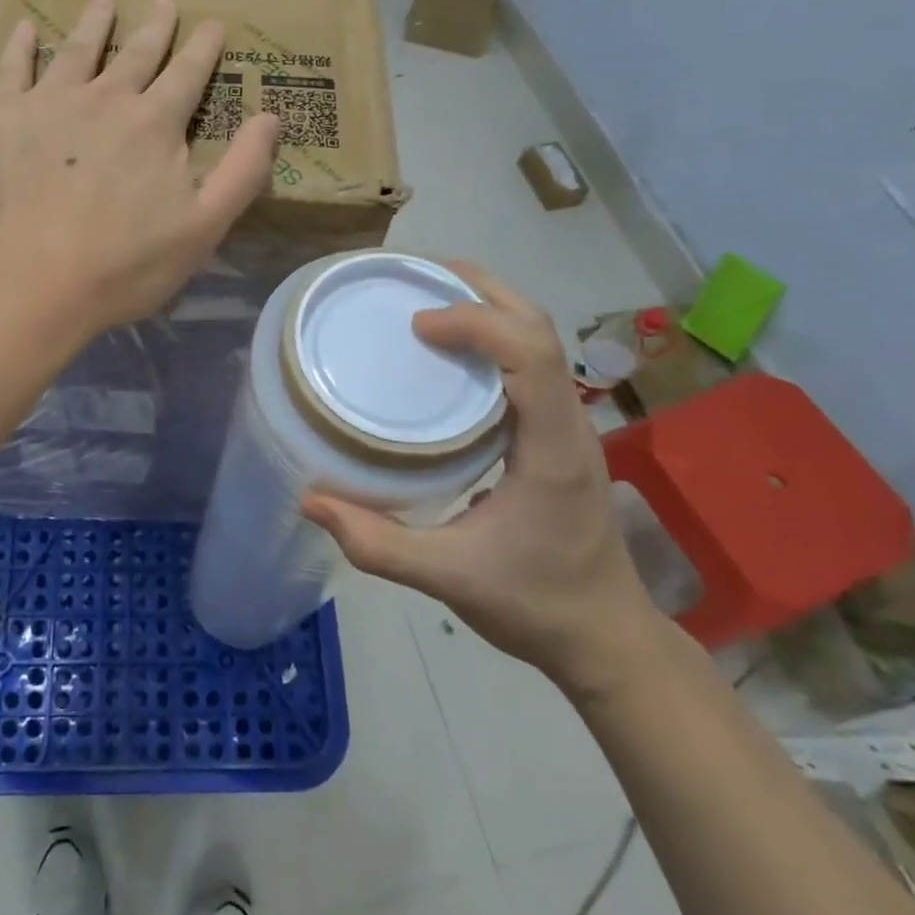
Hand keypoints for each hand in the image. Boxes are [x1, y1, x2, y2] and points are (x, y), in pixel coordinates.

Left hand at [0, 0, 279, 340]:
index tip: (212, 23)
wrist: (31, 284)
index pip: (187, 74)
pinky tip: (24, 28)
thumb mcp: (203, 228)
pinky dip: (19, 46)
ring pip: (76, 51)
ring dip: (93, 24)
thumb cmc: (124, 265)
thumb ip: (242, 171)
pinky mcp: (0, 120)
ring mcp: (48, 104)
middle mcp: (104, 99)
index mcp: (155, 124)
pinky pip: (11, 70)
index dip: (202, 48)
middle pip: (135, 54)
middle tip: (163, 0)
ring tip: (103, 0)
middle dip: (154, 27)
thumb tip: (272, 117)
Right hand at [302, 263, 665, 699]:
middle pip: (537, 325)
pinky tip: (444, 346)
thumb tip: (310, 499)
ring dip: (485, 303)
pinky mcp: (555, 430)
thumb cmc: (534, 605)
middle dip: (478, 289)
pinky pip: (527, 360)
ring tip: (422, 295)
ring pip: (537, 336)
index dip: (475, 322)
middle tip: (412, 277)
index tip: (416, 324)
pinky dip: (488, 333)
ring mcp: (567, 423)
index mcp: (552, 449)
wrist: (605, 637)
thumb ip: (377, 544)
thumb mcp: (450, 578)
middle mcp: (568, 422)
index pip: (529, 354)